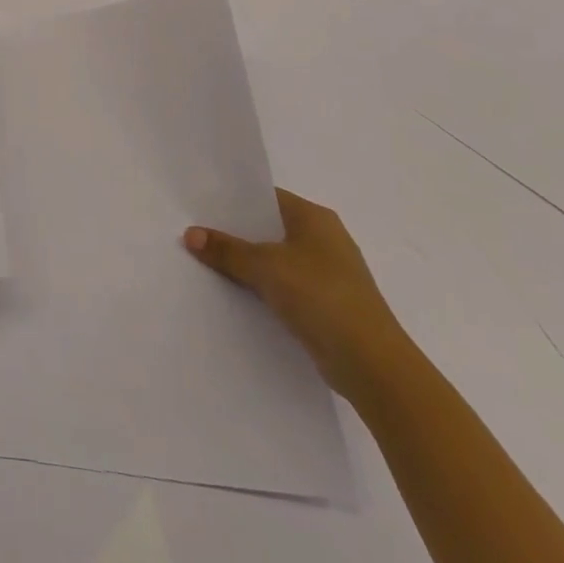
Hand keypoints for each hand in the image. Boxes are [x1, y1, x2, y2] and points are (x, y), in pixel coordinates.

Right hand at [183, 188, 410, 398]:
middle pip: (270, 228)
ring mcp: (329, 275)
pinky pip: (286, 287)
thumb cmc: (321, 296)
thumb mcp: (265, 266)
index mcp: (315, 218)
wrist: (373, 365)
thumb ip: (227, 249)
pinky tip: (237, 294)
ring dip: (249, 264)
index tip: (201, 204)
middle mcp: (325, 240)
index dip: (234, 199)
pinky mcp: (328, 306)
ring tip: (208, 262)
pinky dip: (264, 288)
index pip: (267, 197)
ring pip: (277, 260)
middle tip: (197, 232)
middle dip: (236, 233)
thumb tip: (190, 233)